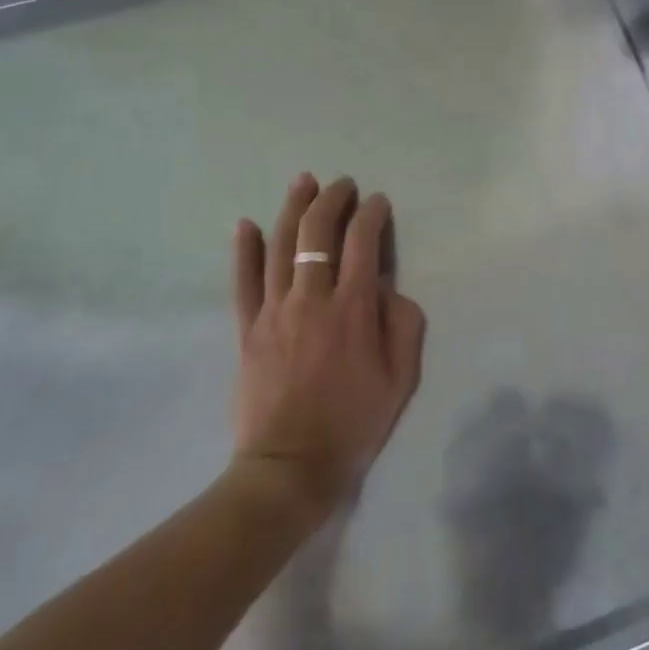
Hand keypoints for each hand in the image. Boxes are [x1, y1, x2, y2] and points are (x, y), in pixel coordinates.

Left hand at [231, 174, 426, 524]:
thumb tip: (389, 287)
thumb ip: (404, 324)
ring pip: (281, 245)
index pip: (363, 241)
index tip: (378, 202)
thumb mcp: (401, 378)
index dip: (372, 213)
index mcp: (353, 308)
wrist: (289, 468)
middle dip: (333, 199)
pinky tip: (247, 224)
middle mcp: (312, 298)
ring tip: (303, 181)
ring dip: (293, 207)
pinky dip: (245, 250)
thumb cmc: (353, 423)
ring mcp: (274, 311)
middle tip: (343, 184)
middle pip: (318, 232)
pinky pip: (244, 281)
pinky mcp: (248, 329)